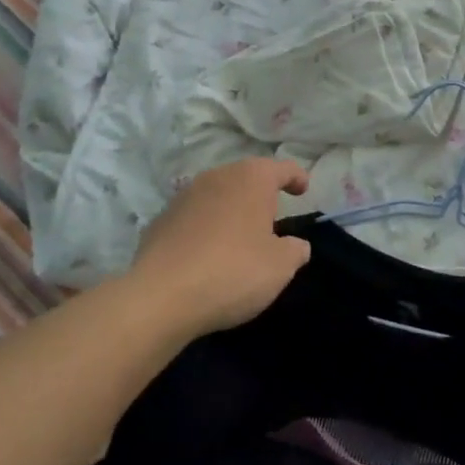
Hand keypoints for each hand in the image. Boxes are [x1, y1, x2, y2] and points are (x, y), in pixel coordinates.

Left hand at [124, 159, 312, 337]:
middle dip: (260, 193)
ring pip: (217, 194)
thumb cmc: (233, 272)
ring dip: (230, 209)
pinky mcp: (161, 219)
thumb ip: (295, 250)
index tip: (303, 191)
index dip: (296, 177)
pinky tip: (207, 253)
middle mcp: (217, 176)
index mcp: (251, 179)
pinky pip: (193, 216)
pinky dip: (205, 227)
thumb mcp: (280, 267)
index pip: (282, 168)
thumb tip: (295, 245)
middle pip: (246, 177)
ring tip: (239, 236)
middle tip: (272, 217)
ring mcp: (184, 196)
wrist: (161, 295)